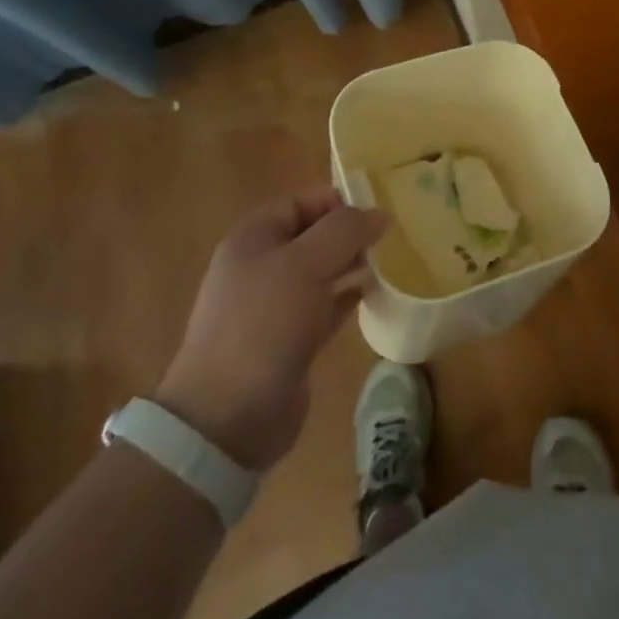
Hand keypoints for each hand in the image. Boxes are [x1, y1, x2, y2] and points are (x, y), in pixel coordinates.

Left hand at [157, 192, 384, 471]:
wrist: (228, 417)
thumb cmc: (264, 324)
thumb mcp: (306, 264)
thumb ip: (345, 231)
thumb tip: (380, 214)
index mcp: (253, 239)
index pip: (299, 203)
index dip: (336, 201)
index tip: (376, 210)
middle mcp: (260, 267)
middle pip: (312, 236)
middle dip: (349, 234)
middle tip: (390, 236)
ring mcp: (273, 307)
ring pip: (321, 273)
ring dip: (351, 265)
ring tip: (390, 261)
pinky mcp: (289, 341)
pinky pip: (324, 307)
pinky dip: (347, 298)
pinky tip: (374, 294)